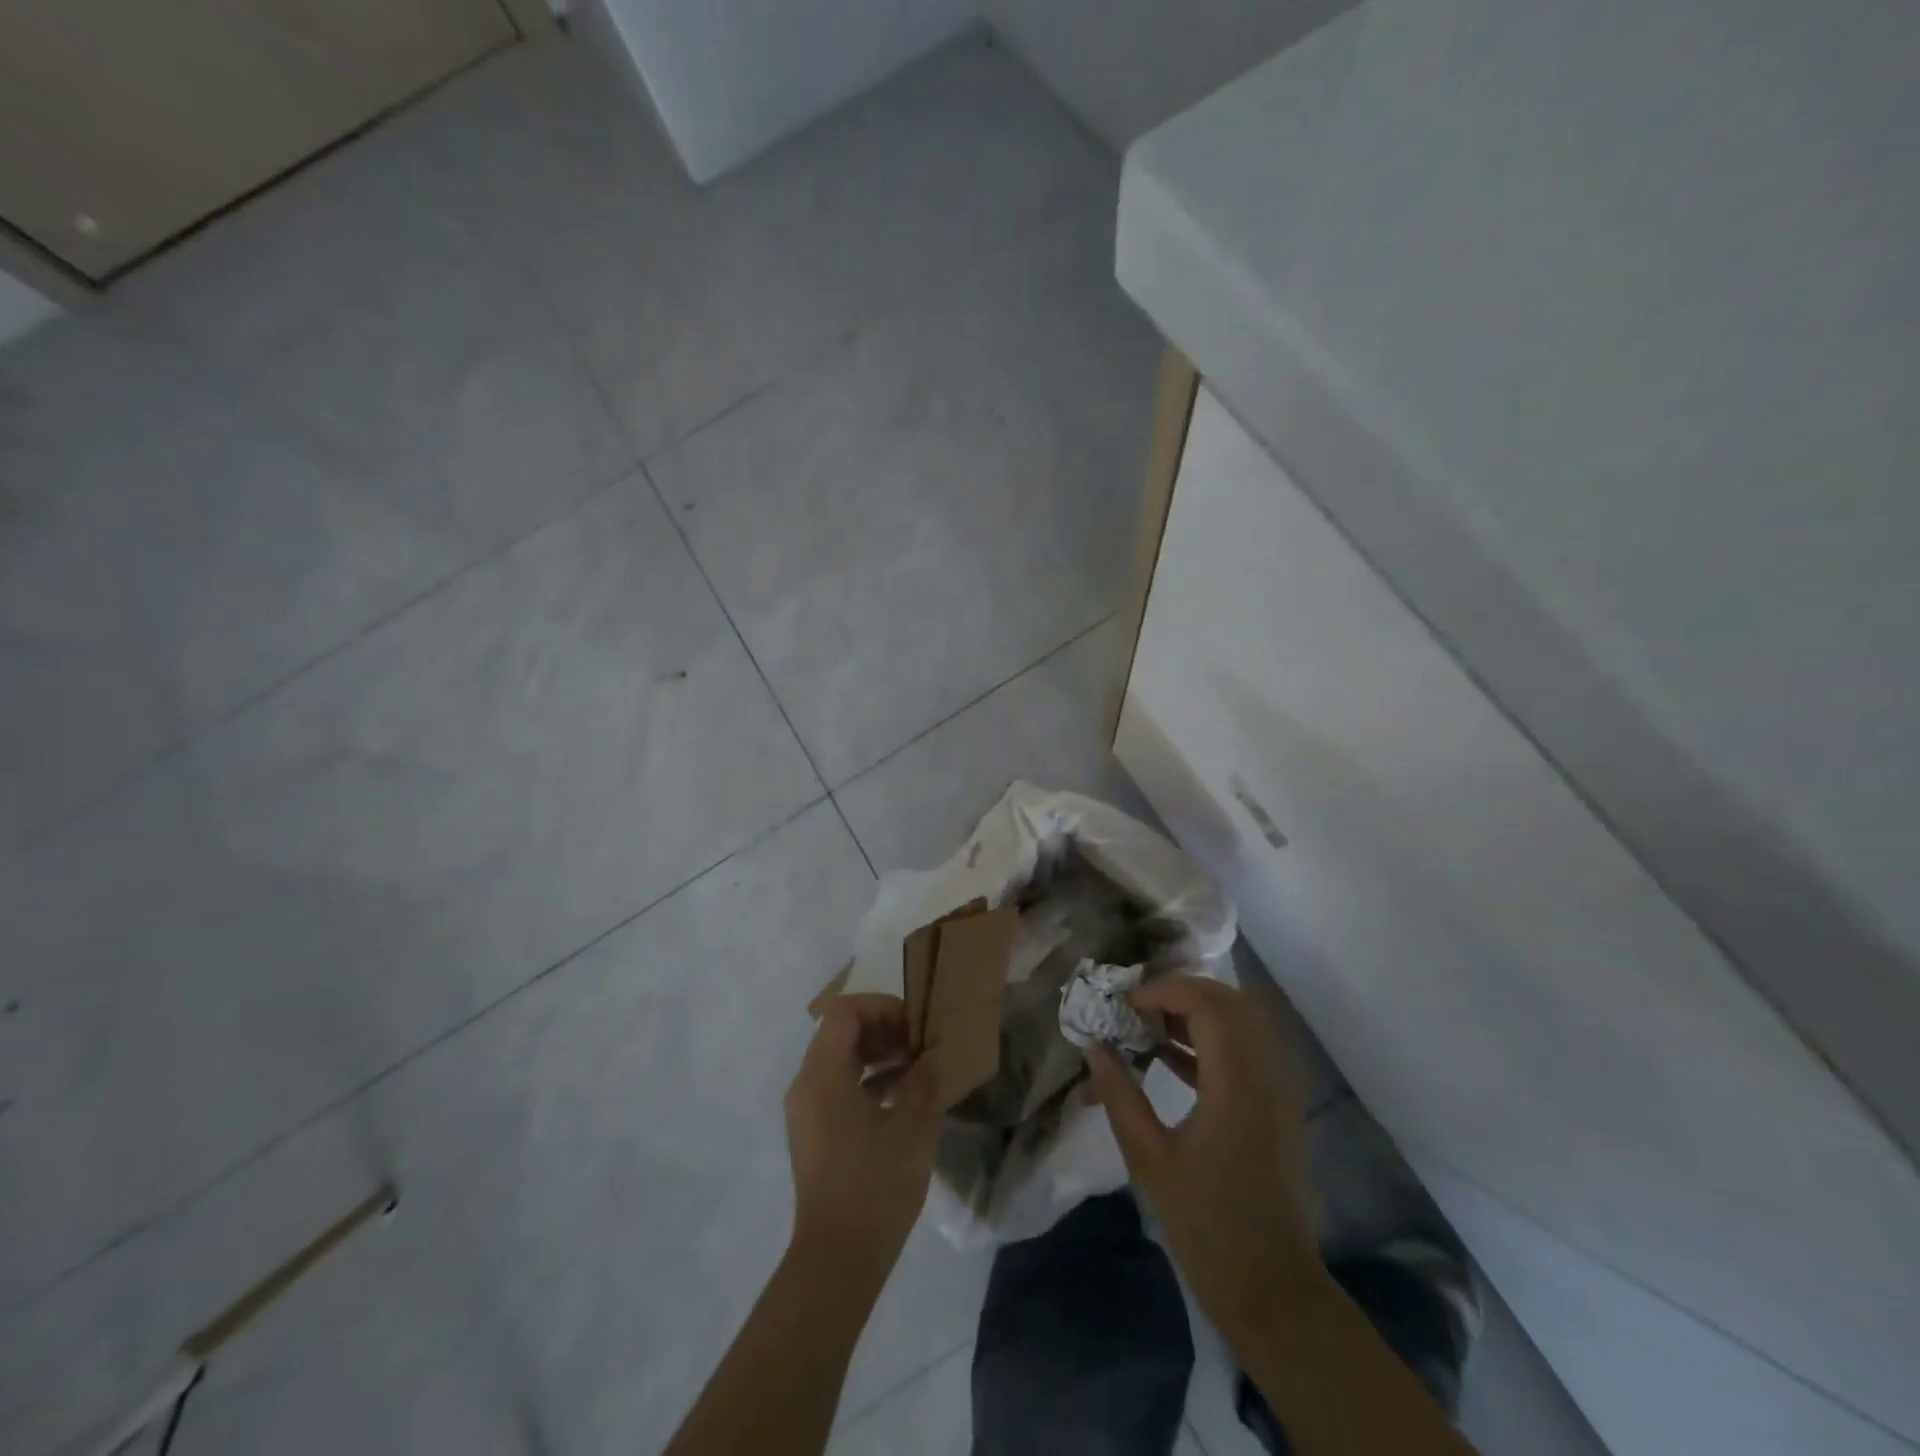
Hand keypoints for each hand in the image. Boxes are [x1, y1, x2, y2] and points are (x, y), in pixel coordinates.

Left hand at [785, 994, 941, 1272]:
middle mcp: (806, 1084)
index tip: (914, 1028)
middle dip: (882, 1029)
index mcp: (822, 1075)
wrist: (837, 1261)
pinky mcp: (814, 1132)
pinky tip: (901, 1098)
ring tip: (916, 1068)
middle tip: (918, 1046)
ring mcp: (806, 1110)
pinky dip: (867, 1080)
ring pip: (839, 1059)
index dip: (881, 1008)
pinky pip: (837, 1086)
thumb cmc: (875, 1187)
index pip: (844, 1012)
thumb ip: (923, 1081)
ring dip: (877, 1054)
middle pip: (840, 1032)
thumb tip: (932, 1054)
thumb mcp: (912, 1129)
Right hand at [1085, 976, 1318, 1344]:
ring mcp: (1278, 1090)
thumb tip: (1093, 1046)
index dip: (1165, 991)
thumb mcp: (1150, 1159)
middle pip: (1231, 1002)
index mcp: (1237, 1084)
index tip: (1125, 1005)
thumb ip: (1120, 1095)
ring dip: (1196, 1013)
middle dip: (1181, 993)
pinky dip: (1210, 1040)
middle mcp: (1267, 1074)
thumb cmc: (1207, 1225)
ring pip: (1242, 1022)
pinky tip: (1169, 1057)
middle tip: (1138, 1010)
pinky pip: (1246, 1050)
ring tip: (1148, 1027)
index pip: (1208, 1004)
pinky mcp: (1277, 1106)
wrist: (1273, 1288)